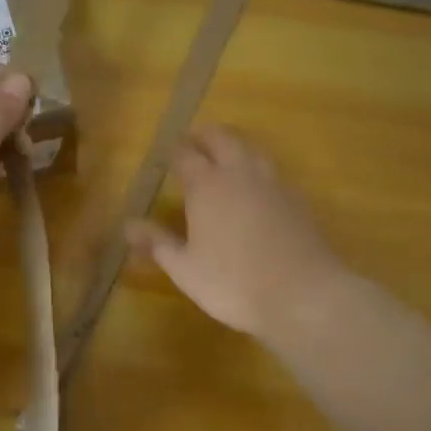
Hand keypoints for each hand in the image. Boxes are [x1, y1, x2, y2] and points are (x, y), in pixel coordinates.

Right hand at [129, 128, 348, 340]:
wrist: (302, 294)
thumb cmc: (233, 282)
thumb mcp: (185, 268)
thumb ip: (157, 243)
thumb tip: (128, 225)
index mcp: (206, 185)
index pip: (186, 155)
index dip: (174, 151)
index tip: (166, 152)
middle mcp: (239, 174)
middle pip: (222, 139)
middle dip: (205, 136)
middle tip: (194, 141)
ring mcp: (273, 184)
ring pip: (251, 149)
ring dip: (235, 146)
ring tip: (225, 154)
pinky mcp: (297, 199)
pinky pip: (273, 172)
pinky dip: (258, 169)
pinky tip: (257, 187)